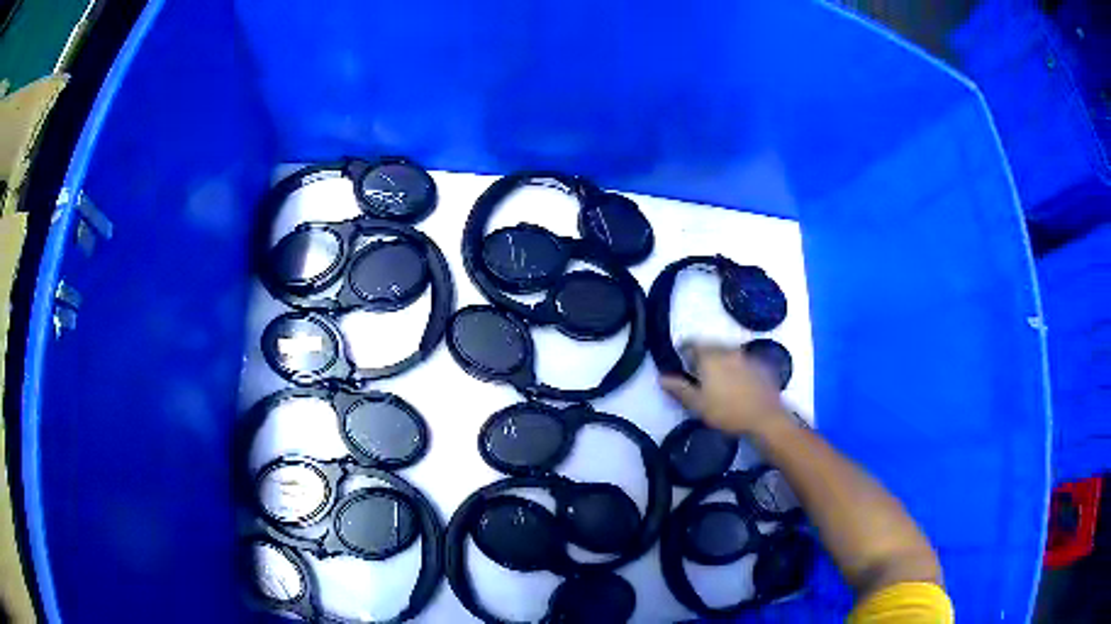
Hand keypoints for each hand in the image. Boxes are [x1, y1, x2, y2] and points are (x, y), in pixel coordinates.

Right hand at [659, 342, 789, 436]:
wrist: (765, 418)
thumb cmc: (727, 412)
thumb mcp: (697, 404)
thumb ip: (679, 389)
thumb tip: (661, 377)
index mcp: (710, 357)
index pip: (692, 343)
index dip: (684, 349)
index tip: (681, 360)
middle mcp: (728, 350)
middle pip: (711, 345)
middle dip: (702, 353)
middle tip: (697, 370)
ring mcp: (746, 356)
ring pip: (727, 351)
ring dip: (720, 359)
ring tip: (717, 376)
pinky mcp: (760, 365)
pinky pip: (742, 359)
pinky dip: (735, 365)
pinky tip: (736, 381)